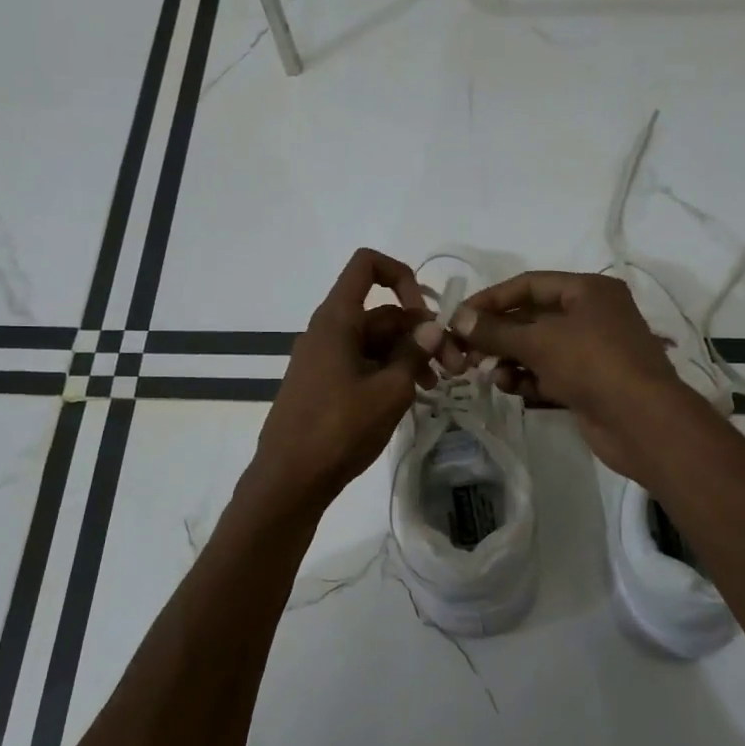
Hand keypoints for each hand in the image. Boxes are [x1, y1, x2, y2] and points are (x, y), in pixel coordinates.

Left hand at [247, 249, 440, 509]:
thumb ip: (414, 354)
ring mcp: (323, 359)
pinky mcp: (323, 384)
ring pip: (374, 341)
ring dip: (409, 355)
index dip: (402, 276)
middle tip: (455, 366)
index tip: (425, 312)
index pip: (367, 265)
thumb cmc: (339, 429)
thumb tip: (431, 327)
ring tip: (437, 386)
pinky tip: (412, 397)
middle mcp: (327, 331)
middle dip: (420, 332)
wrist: (289, 479)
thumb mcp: (389, 391)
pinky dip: (388, 371)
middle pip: (380, 312)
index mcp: (336, 319)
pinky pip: (361, 363)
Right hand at [452, 271, 709, 484]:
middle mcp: (592, 315)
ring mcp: (592, 351)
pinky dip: (527, 379)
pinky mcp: (588, 383)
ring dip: (509, 359)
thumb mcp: (539, 341)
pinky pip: (549, 374)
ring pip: (538, 349)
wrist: (642, 421)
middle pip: (532, 318)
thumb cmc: (592, 364)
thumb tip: (458, 318)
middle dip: (498, 334)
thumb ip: (495, 330)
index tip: (459, 316)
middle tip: (464, 351)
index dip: (492, 298)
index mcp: (588, 291)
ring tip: (484, 372)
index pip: (529, 284)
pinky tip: (508, 388)